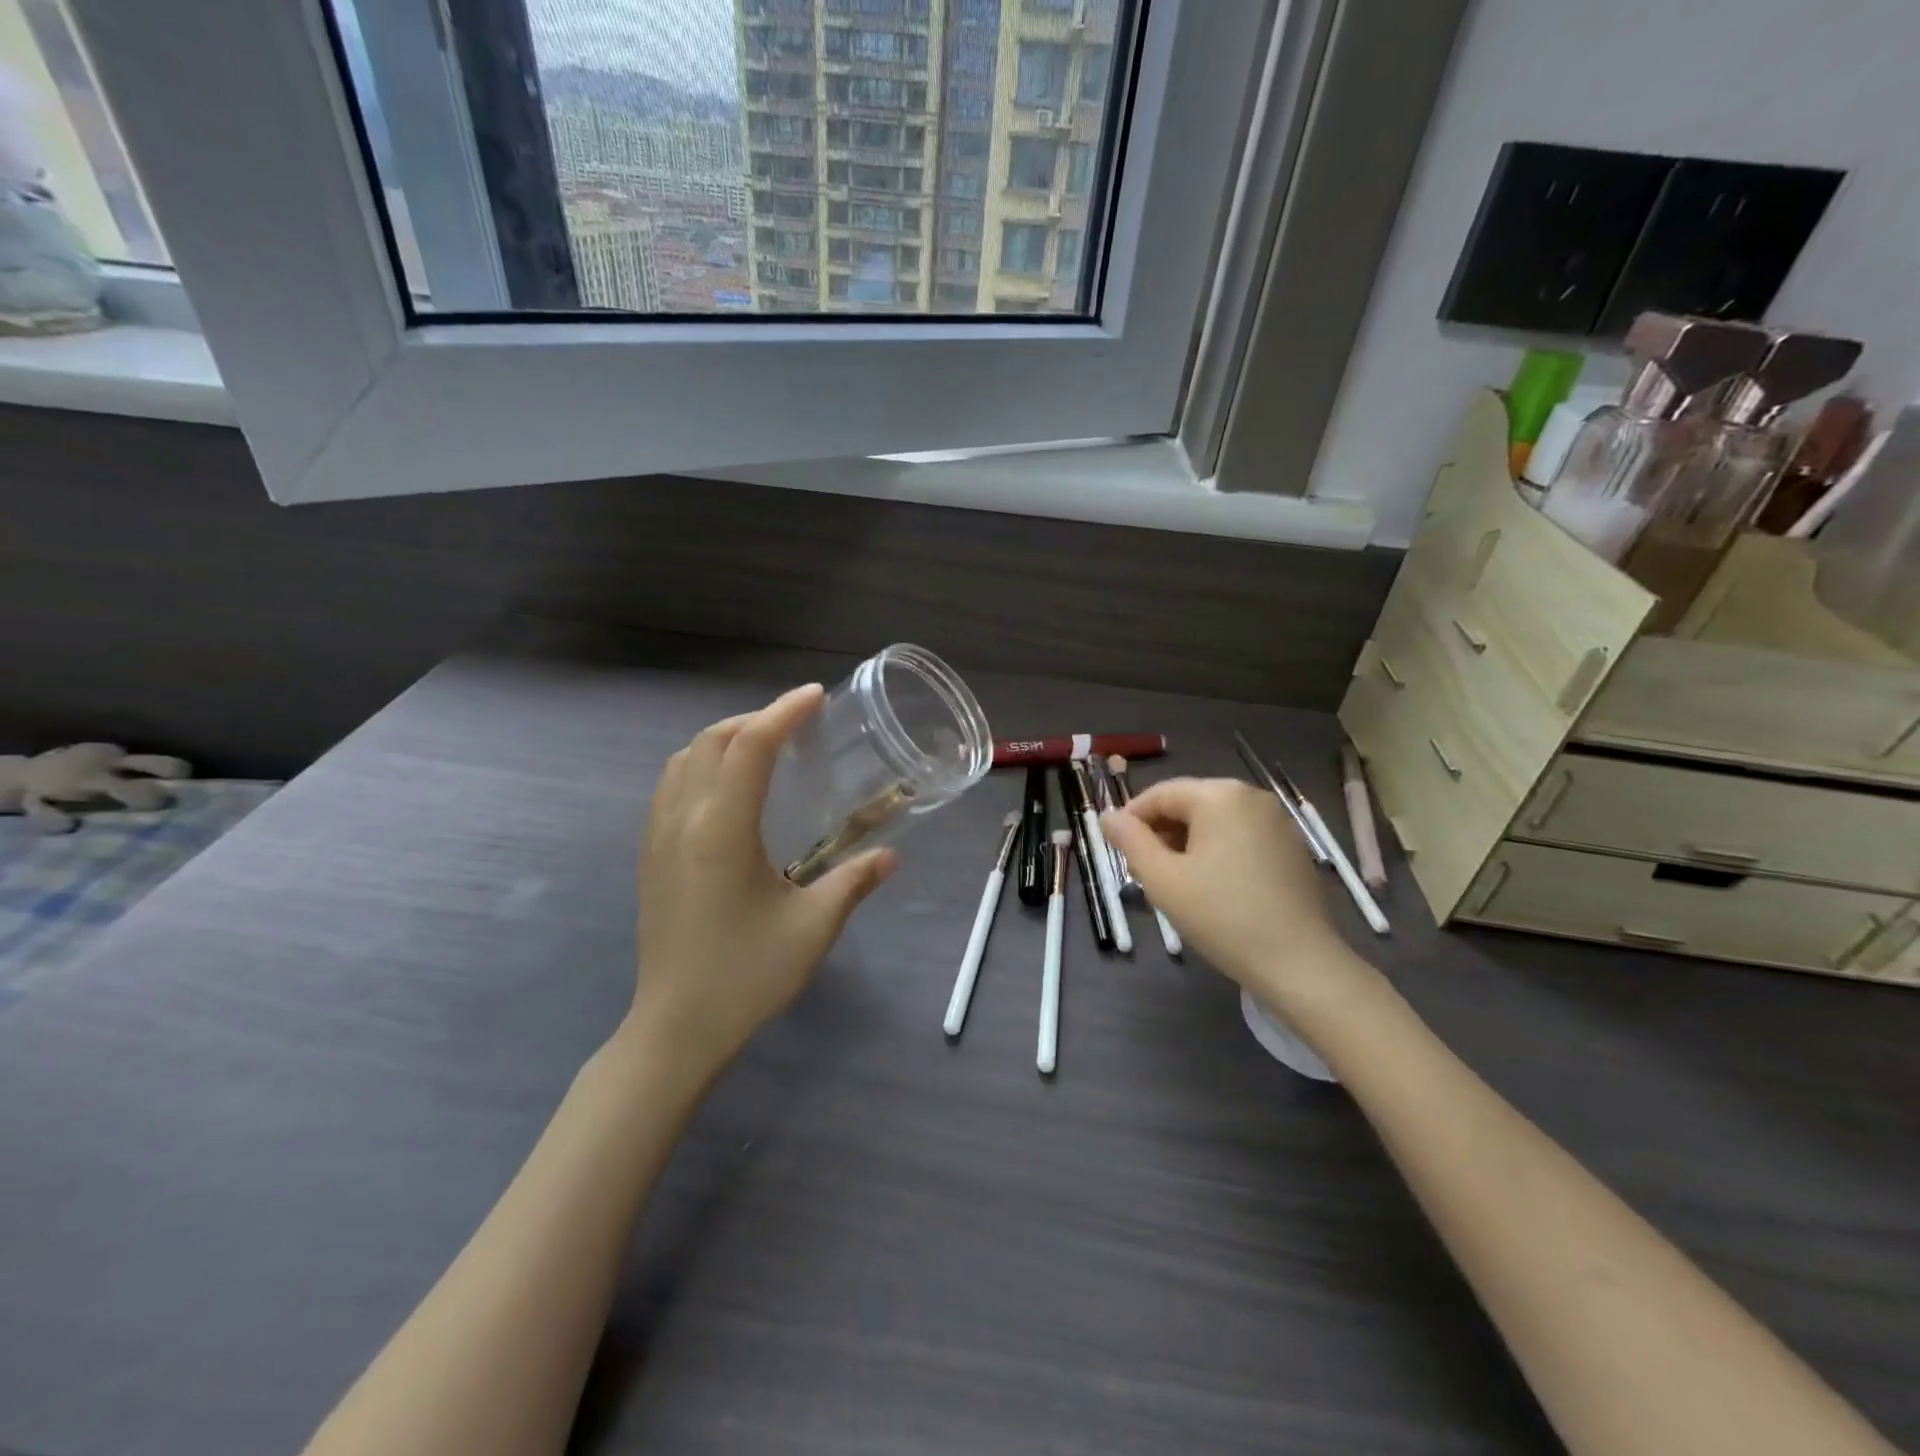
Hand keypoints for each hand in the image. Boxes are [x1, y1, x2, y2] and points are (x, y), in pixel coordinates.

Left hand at [628, 684, 896, 1078]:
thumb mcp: (813, 928)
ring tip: (764, 748)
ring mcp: (658, 837)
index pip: (751, 746)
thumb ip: (853, 882)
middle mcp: (683, 820)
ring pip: (683, 758)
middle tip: (798, 725)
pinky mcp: (650, 856)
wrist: (675, 1028)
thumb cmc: (747, 976)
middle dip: (755, 719)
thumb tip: (890, 856)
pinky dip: (702, 764)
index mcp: (722, 829)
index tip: (816, 697)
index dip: (784, 712)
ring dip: (724, 739)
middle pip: (712, 740)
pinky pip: (671, 785)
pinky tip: (730, 790)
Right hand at [1102, 778, 1379, 1013]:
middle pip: (1189, 804)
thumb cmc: (1222, 916)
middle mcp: (1251, 796)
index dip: (1132, 820)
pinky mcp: (1292, 846)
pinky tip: (1214, 888)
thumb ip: (1130, 841)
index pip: (1160, 794)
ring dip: (1188, 844)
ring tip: (1177, 883)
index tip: (1118, 852)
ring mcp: (1277, 820)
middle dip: (1162, 833)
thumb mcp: (1162, 879)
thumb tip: (1109, 816)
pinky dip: (1218, 852)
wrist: (1300, 963)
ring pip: (1215, 821)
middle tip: (1146, 873)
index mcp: (1219, 795)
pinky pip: (1241, 836)